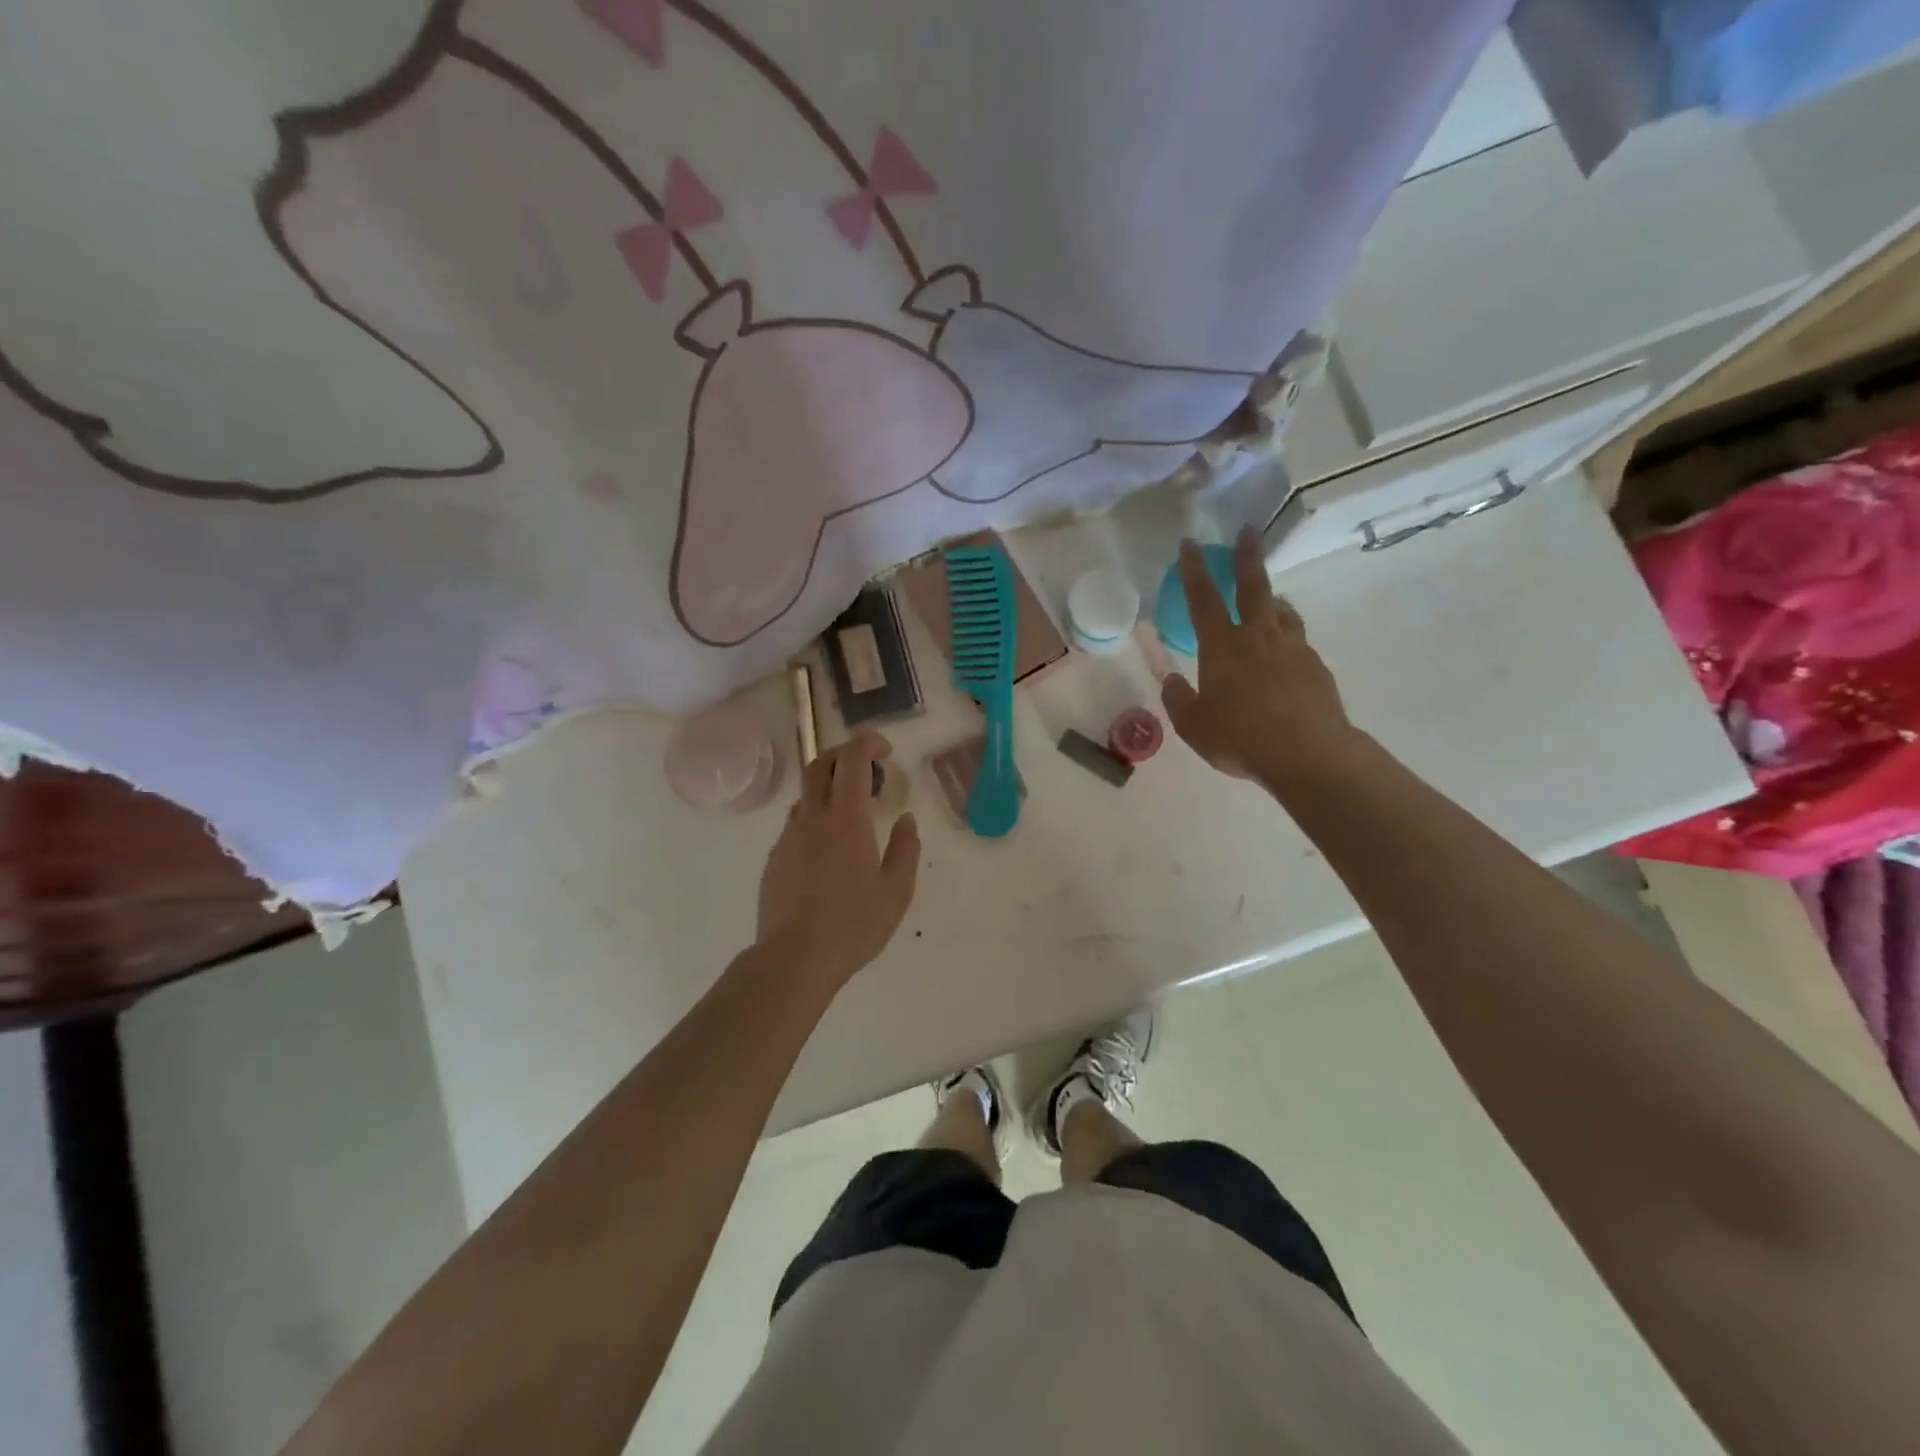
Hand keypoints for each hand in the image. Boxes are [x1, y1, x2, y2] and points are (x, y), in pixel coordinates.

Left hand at [756, 732, 920, 991]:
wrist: (794, 959)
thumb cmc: (854, 925)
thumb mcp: (897, 890)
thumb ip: (905, 848)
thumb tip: (905, 819)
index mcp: (846, 819)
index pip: (852, 759)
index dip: (868, 743)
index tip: (885, 750)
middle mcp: (813, 818)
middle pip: (819, 763)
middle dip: (843, 754)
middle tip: (867, 769)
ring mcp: (788, 837)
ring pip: (806, 794)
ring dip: (829, 788)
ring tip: (853, 815)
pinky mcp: (775, 858)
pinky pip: (796, 824)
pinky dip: (816, 819)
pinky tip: (830, 851)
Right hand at [1160, 527, 1357, 789]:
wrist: (1308, 755)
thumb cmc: (1240, 739)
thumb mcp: (1194, 727)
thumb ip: (1179, 700)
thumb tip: (1171, 681)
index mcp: (1222, 647)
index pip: (1203, 598)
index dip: (1194, 569)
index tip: (1190, 544)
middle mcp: (1258, 638)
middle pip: (1254, 586)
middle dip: (1247, 556)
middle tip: (1249, 531)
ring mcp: (1293, 649)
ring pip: (1282, 612)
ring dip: (1272, 600)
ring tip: (1269, 601)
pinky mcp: (1316, 666)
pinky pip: (1298, 643)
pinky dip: (1287, 638)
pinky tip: (1285, 657)